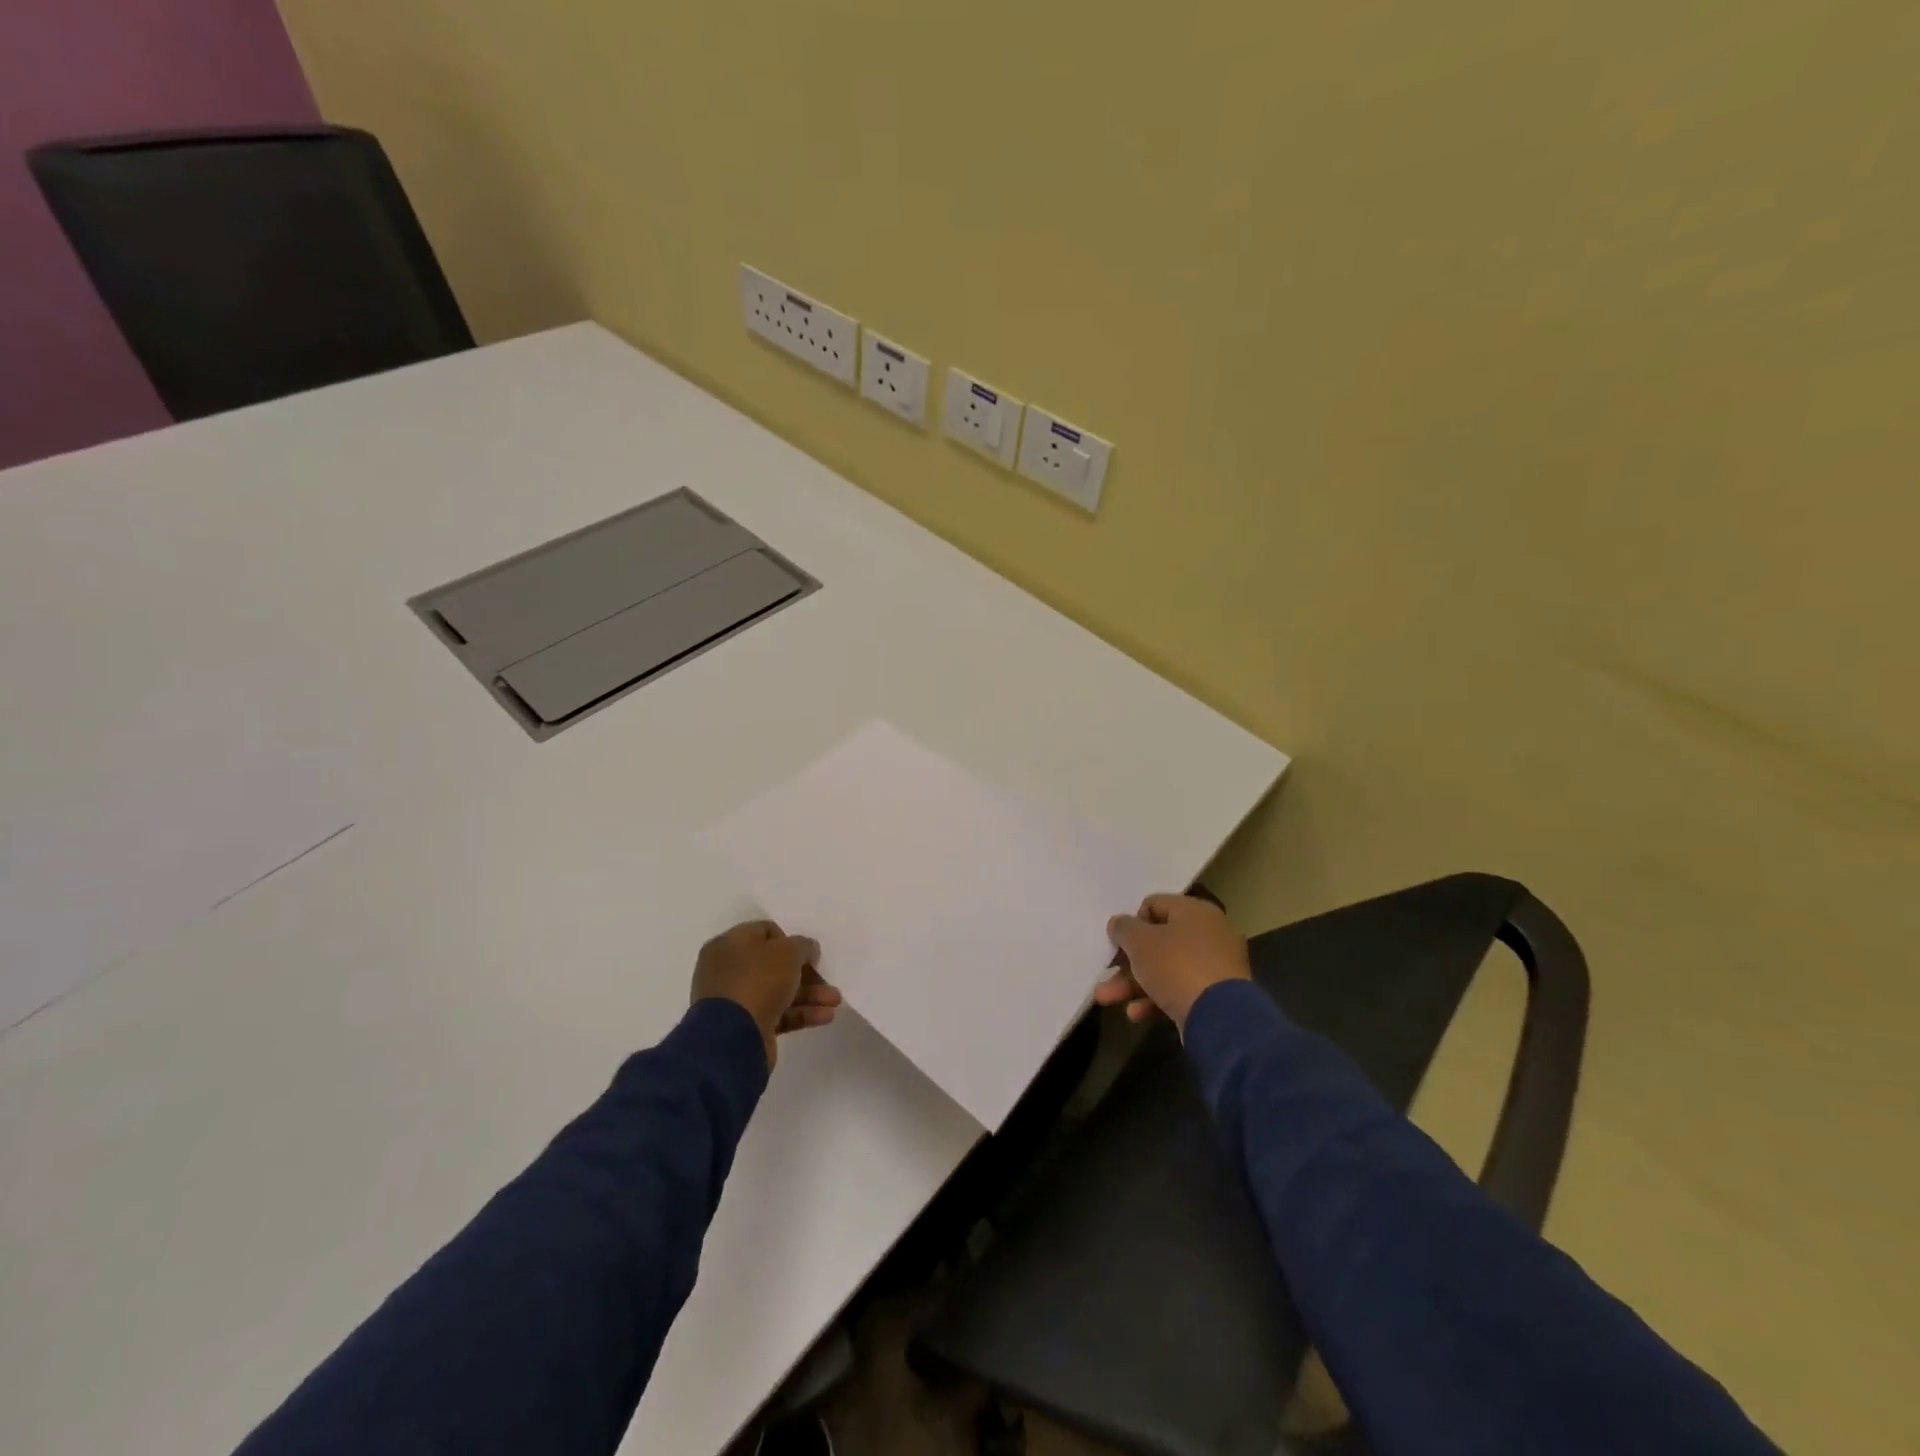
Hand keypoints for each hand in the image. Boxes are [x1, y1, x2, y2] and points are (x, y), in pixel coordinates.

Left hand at [691, 920, 841, 1067]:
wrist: (733, 1038)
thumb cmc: (758, 980)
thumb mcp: (788, 951)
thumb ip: (803, 945)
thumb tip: (807, 950)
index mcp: (729, 945)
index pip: (764, 932)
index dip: (789, 940)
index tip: (808, 952)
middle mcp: (728, 970)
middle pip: (774, 965)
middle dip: (806, 973)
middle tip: (827, 979)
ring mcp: (736, 1001)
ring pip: (779, 991)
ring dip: (810, 994)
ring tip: (835, 1001)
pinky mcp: (747, 1027)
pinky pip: (778, 1014)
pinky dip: (802, 1013)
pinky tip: (826, 1016)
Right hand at [1094, 894, 1250, 1032]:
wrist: (1220, 1018)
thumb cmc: (1176, 966)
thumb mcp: (1140, 942)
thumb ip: (1124, 928)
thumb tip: (1119, 923)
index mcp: (1195, 912)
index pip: (1155, 905)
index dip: (1132, 922)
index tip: (1118, 941)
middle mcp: (1209, 934)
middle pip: (1158, 941)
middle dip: (1127, 961)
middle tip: (1106, 973)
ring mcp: (1215, 967)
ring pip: (1166, 969)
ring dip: (1134, 983)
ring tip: (1106, 998)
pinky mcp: (1216, 997)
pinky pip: (1179, 991)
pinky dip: (1156, 999)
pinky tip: (1136, 1013)